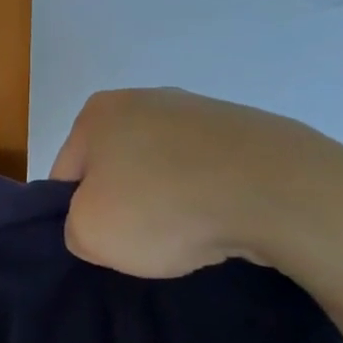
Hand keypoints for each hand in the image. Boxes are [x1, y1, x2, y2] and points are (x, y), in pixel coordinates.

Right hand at [49, 88, 326, 278]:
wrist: (275, 191)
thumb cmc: (163, 206)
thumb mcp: (90, 234)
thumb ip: (75, 228)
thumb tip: (99, 223)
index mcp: (98, 113)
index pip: (67, 174)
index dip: (77, 216)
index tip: (104, 244)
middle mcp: (146, 98)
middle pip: (118, 168)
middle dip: (126, 205)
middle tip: (144, 243)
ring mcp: (201, 110)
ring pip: (165, 170)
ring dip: (169, 201)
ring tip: (191, 236)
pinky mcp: (247, 129)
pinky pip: (210, 173)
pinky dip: (210, 197)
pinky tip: (223, 222)